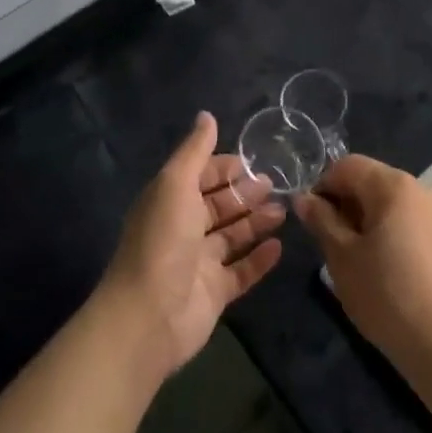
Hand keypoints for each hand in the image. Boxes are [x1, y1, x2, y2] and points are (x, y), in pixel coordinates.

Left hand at [100, 112, 284, 381]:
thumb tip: (206, 115)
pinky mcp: (214, 293)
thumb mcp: (175, 184)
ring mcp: (198, 263)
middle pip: (218, 206)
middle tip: (275, 183)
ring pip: (232, 237)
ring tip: (284, 211)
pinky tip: (279, 247)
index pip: (200, 176)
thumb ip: (194, 151)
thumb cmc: (162, 241)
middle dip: (244, 193)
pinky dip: (259, 259)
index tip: (252, 160)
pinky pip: (241, 271)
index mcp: (169, 201)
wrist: (147, 316)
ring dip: (256, 222)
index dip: (223, 167)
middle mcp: (183, 229)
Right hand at [294, 156, 431, 381]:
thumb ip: (322, 220)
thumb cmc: (387, 295)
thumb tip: (304, 198)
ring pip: (390, 202)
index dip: (323, 187)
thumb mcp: (342, 257)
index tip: (312, 221)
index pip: (347, 165)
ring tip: (356, 259)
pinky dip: (390, 232)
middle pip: (371, 180)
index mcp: (393, 185)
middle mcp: (420, 188)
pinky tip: (385, 269)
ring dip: (367, 219)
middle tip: (331, 244)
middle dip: (345, 204)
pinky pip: (409, 220)